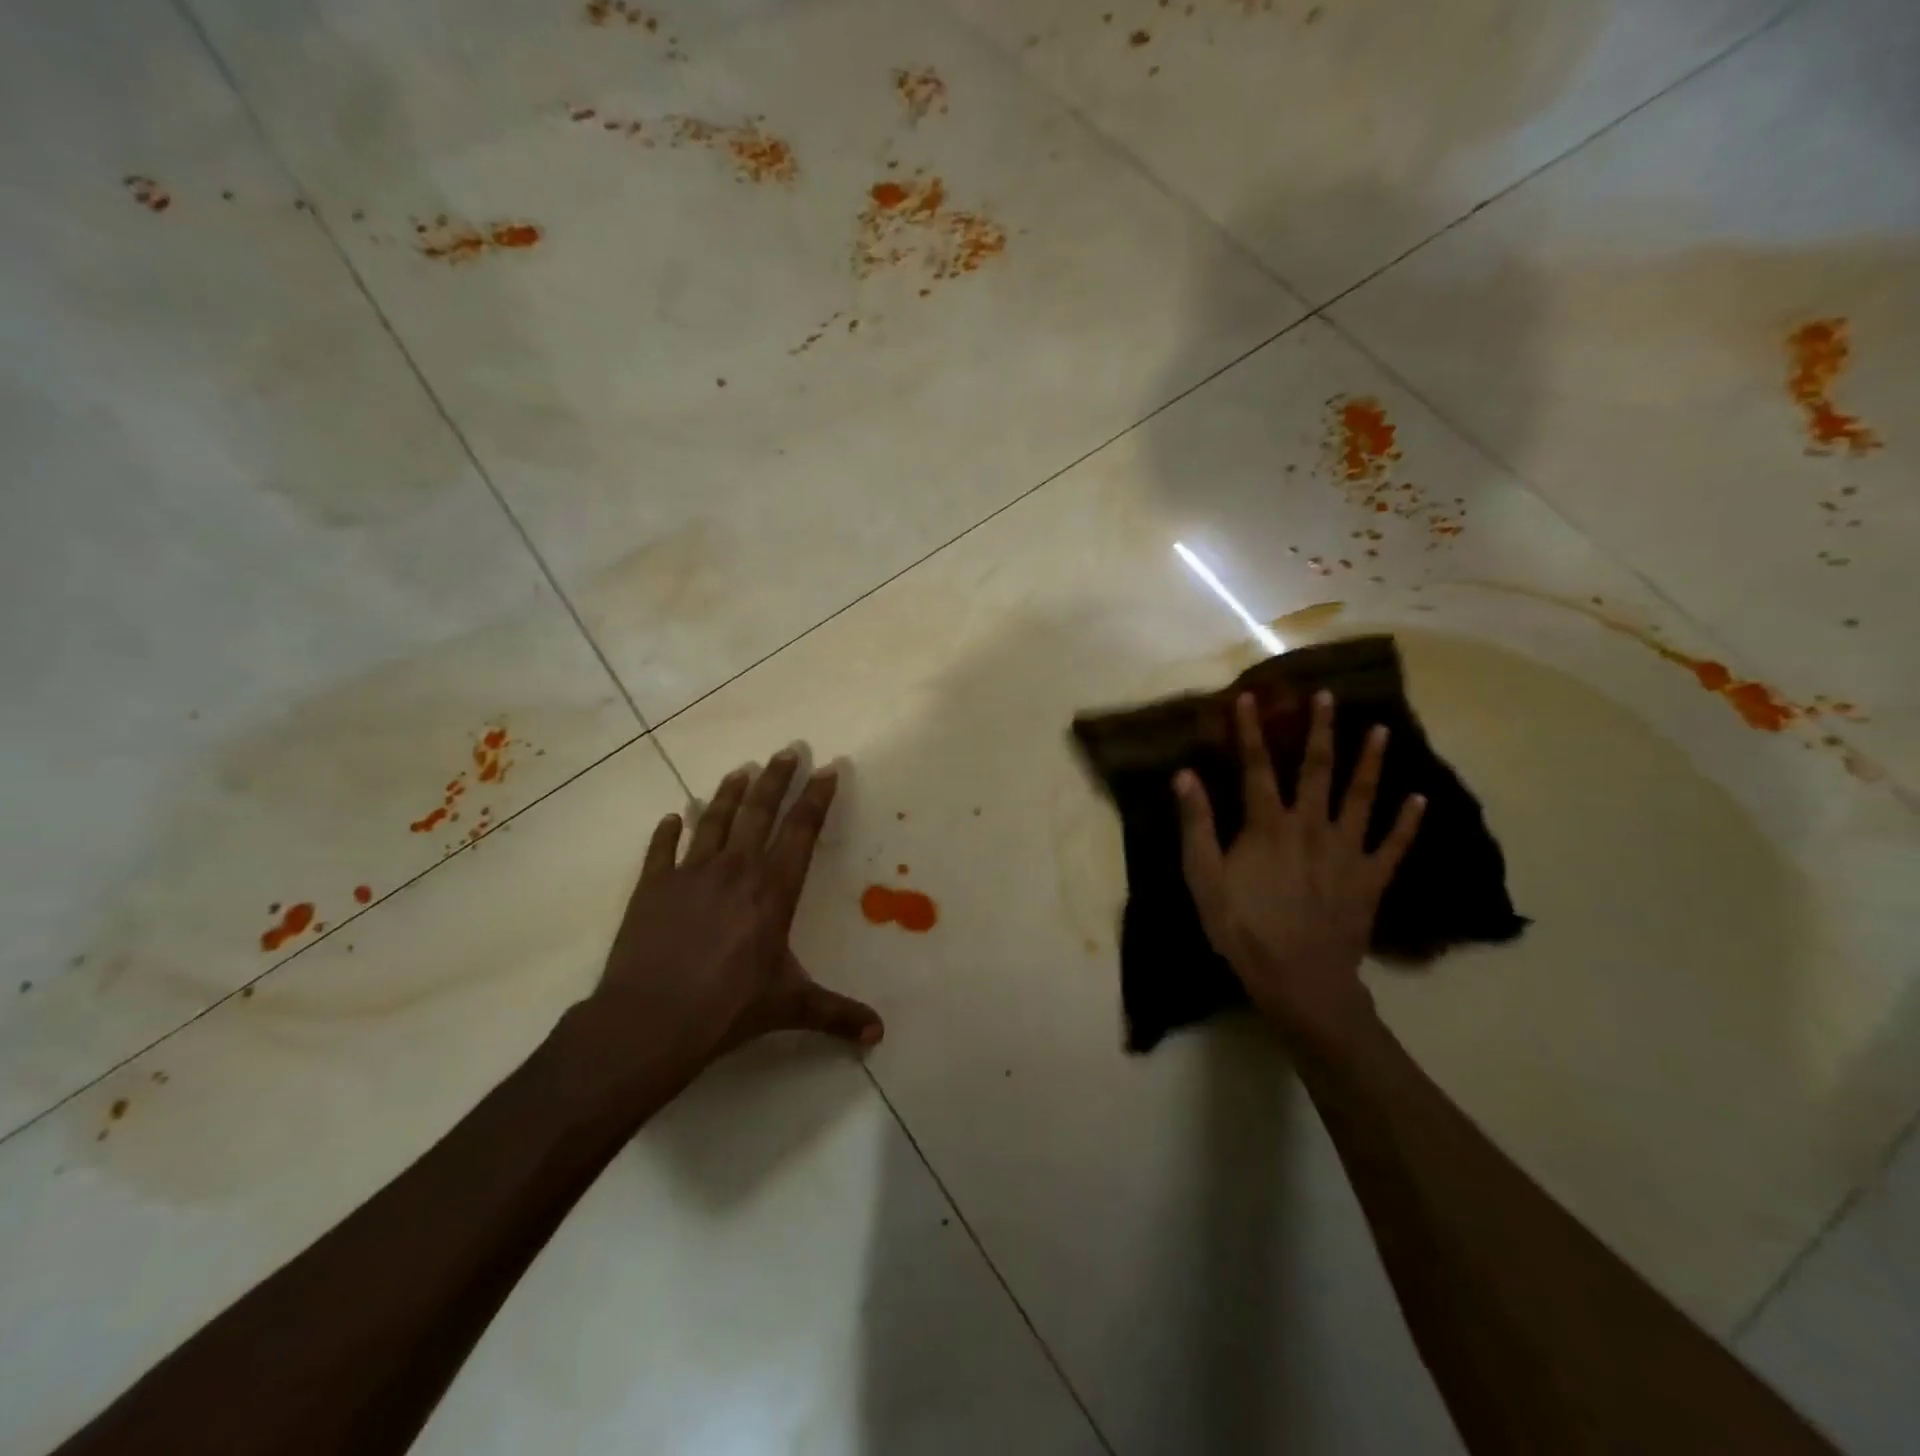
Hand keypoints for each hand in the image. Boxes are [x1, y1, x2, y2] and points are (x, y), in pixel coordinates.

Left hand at [585, 750, 882, 1071]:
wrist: (650, 1020)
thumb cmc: (728, 1008)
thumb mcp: (790, 1007)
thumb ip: (835, 1014)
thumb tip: (878, 1036)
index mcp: (773, 889)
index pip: (801, 831)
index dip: (816, 798)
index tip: (826, 769)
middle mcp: (735, 869)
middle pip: (759, 811)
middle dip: (776, 778)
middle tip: (787, 749)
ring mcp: (690, 873)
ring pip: (713, 820)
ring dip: (728, 793)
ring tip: (740, 770)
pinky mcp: (652, 887)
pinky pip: (661, 850)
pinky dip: (666, 831)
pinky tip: (670, 817)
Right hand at [1176, 690, 1424, 1044]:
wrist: (1299, 978)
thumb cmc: (1242, 927)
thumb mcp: (1204, 877)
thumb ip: (1196, 824)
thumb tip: (1185, 775)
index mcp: (1267, 824)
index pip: (1256, 767)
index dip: (1250, 731)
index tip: (1249, 698)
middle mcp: (1310, 826)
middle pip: (1316, 769)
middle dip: (1320, 731)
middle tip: (1329, 697)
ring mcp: (1346, 851)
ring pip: (1361, 797)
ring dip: (1370, 762)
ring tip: (1382, 730)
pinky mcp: (1371, 878)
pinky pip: (1394, 845)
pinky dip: (1408, 821)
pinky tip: (1420, 799)